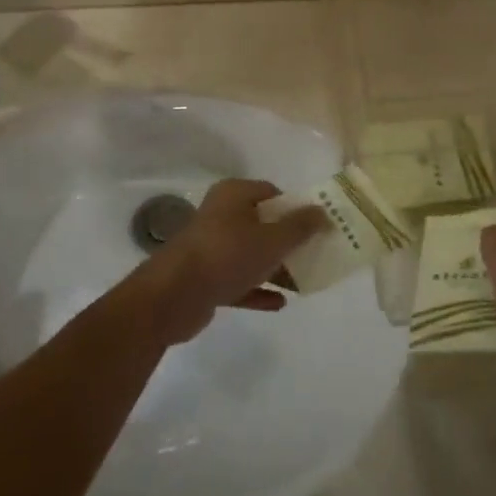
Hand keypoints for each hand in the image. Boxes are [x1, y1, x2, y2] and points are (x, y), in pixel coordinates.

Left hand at [134, 179, 328, 343]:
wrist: (173, 297)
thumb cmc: (227, 255)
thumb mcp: (272, 239)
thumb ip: (300, 226)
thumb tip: (323, 212)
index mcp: (233, 195)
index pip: (271, 192)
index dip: (295, 207)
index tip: (316, 226)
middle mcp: (221, 215)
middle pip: (262, 223)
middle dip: (287, 240)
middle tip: (313, 254)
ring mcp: (210, 247)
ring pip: (250, 253)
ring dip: (275, 267)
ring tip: (302, 282)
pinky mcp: (205, 277)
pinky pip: (238, 280)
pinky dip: (257, 289)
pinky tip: (279, 303)